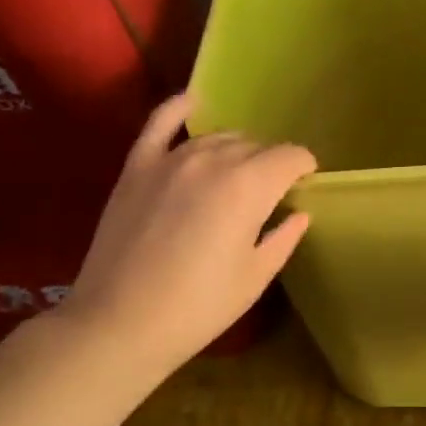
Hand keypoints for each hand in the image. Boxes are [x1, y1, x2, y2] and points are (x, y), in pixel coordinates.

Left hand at [58, 92, 315, 372]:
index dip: (304, 168)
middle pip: (255, 146)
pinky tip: (193, 102)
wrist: (119, 324)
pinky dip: (179, 109)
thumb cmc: (198, 308)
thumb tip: (298, 213)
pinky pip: (160, 123)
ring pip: (216, 136)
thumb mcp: (254, 277)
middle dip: (270, 164)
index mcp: (249, 186)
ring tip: (237, 175)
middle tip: (269, 195)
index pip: (290, 156)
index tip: (305, 185)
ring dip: (236, 150)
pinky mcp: (136, 167)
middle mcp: (212, 160)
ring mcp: (170, 159)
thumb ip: (283, 237)